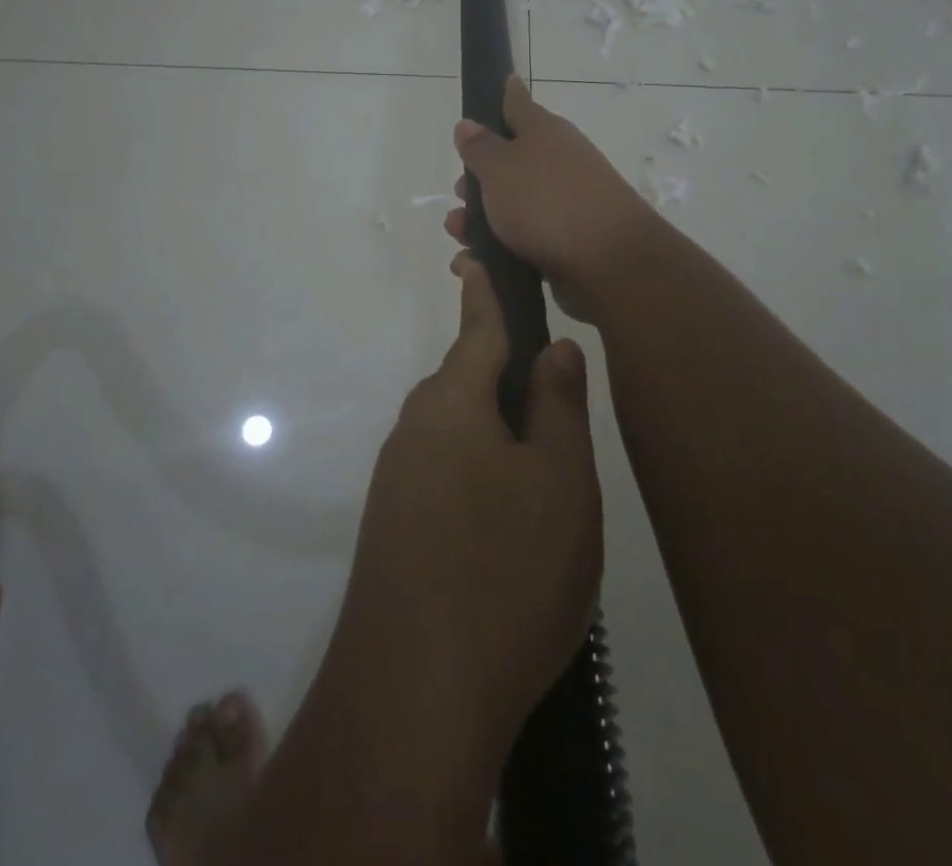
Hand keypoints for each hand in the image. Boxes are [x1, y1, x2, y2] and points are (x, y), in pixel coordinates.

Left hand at [335, 254, 603, 758]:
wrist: (414, 692)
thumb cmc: (504, 568)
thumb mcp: (559, 481)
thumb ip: (557, 406)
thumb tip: (554, 347)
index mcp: (453, 402)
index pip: (476, 329)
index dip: (483, 293)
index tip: (476, 258)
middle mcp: (415, 428)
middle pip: (465, 381)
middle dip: (502, 374)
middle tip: (552, 388)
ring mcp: (397, 479)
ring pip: (456, 431)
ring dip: (494, 431)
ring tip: (542, 463)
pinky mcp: (393, 526)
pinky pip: (443, 473)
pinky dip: (477, 473)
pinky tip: (505, 520)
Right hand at [446, 75, 661, 320]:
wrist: (609, 263)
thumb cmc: (547, 202)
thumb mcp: (501, 168)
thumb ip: (480, 148)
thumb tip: (468, 124)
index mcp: (544, 133)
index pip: (518, 104)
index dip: (503, 95)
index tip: (496, 85)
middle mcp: (556, 162)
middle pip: (509, 161)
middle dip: (477, 179)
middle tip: (458, 194)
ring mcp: (563, 203)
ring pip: (511, 204)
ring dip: (480, 219)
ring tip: (459, 236)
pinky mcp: (564, 242)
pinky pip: (521, 239)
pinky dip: (497, 249)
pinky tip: (475, 262)